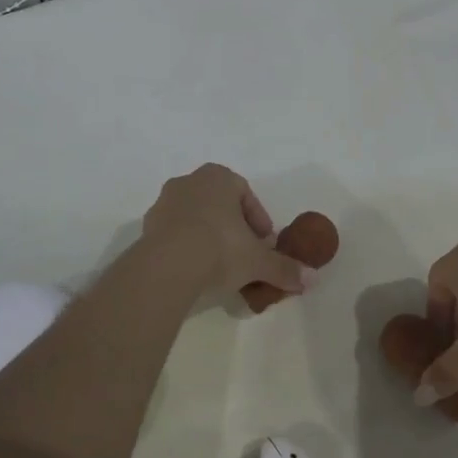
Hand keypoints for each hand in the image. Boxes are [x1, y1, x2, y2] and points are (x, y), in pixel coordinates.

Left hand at [139, 164, 313, 299]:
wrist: (167, 266)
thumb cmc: (220, 248)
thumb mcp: (259, 261)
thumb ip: (284, 268)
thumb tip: (311, 279)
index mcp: (217, 177)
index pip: (245, 193)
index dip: (258, 220)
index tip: (264, 242)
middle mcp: (188, 182)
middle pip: (218, 204)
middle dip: (233, 227)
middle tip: (244, 254)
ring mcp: (163, 204)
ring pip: (194, 218)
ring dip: (208, 237)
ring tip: (220, 266)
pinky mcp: (146, 228)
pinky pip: (174, 235)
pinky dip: (187, 248)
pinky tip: (196, 271)